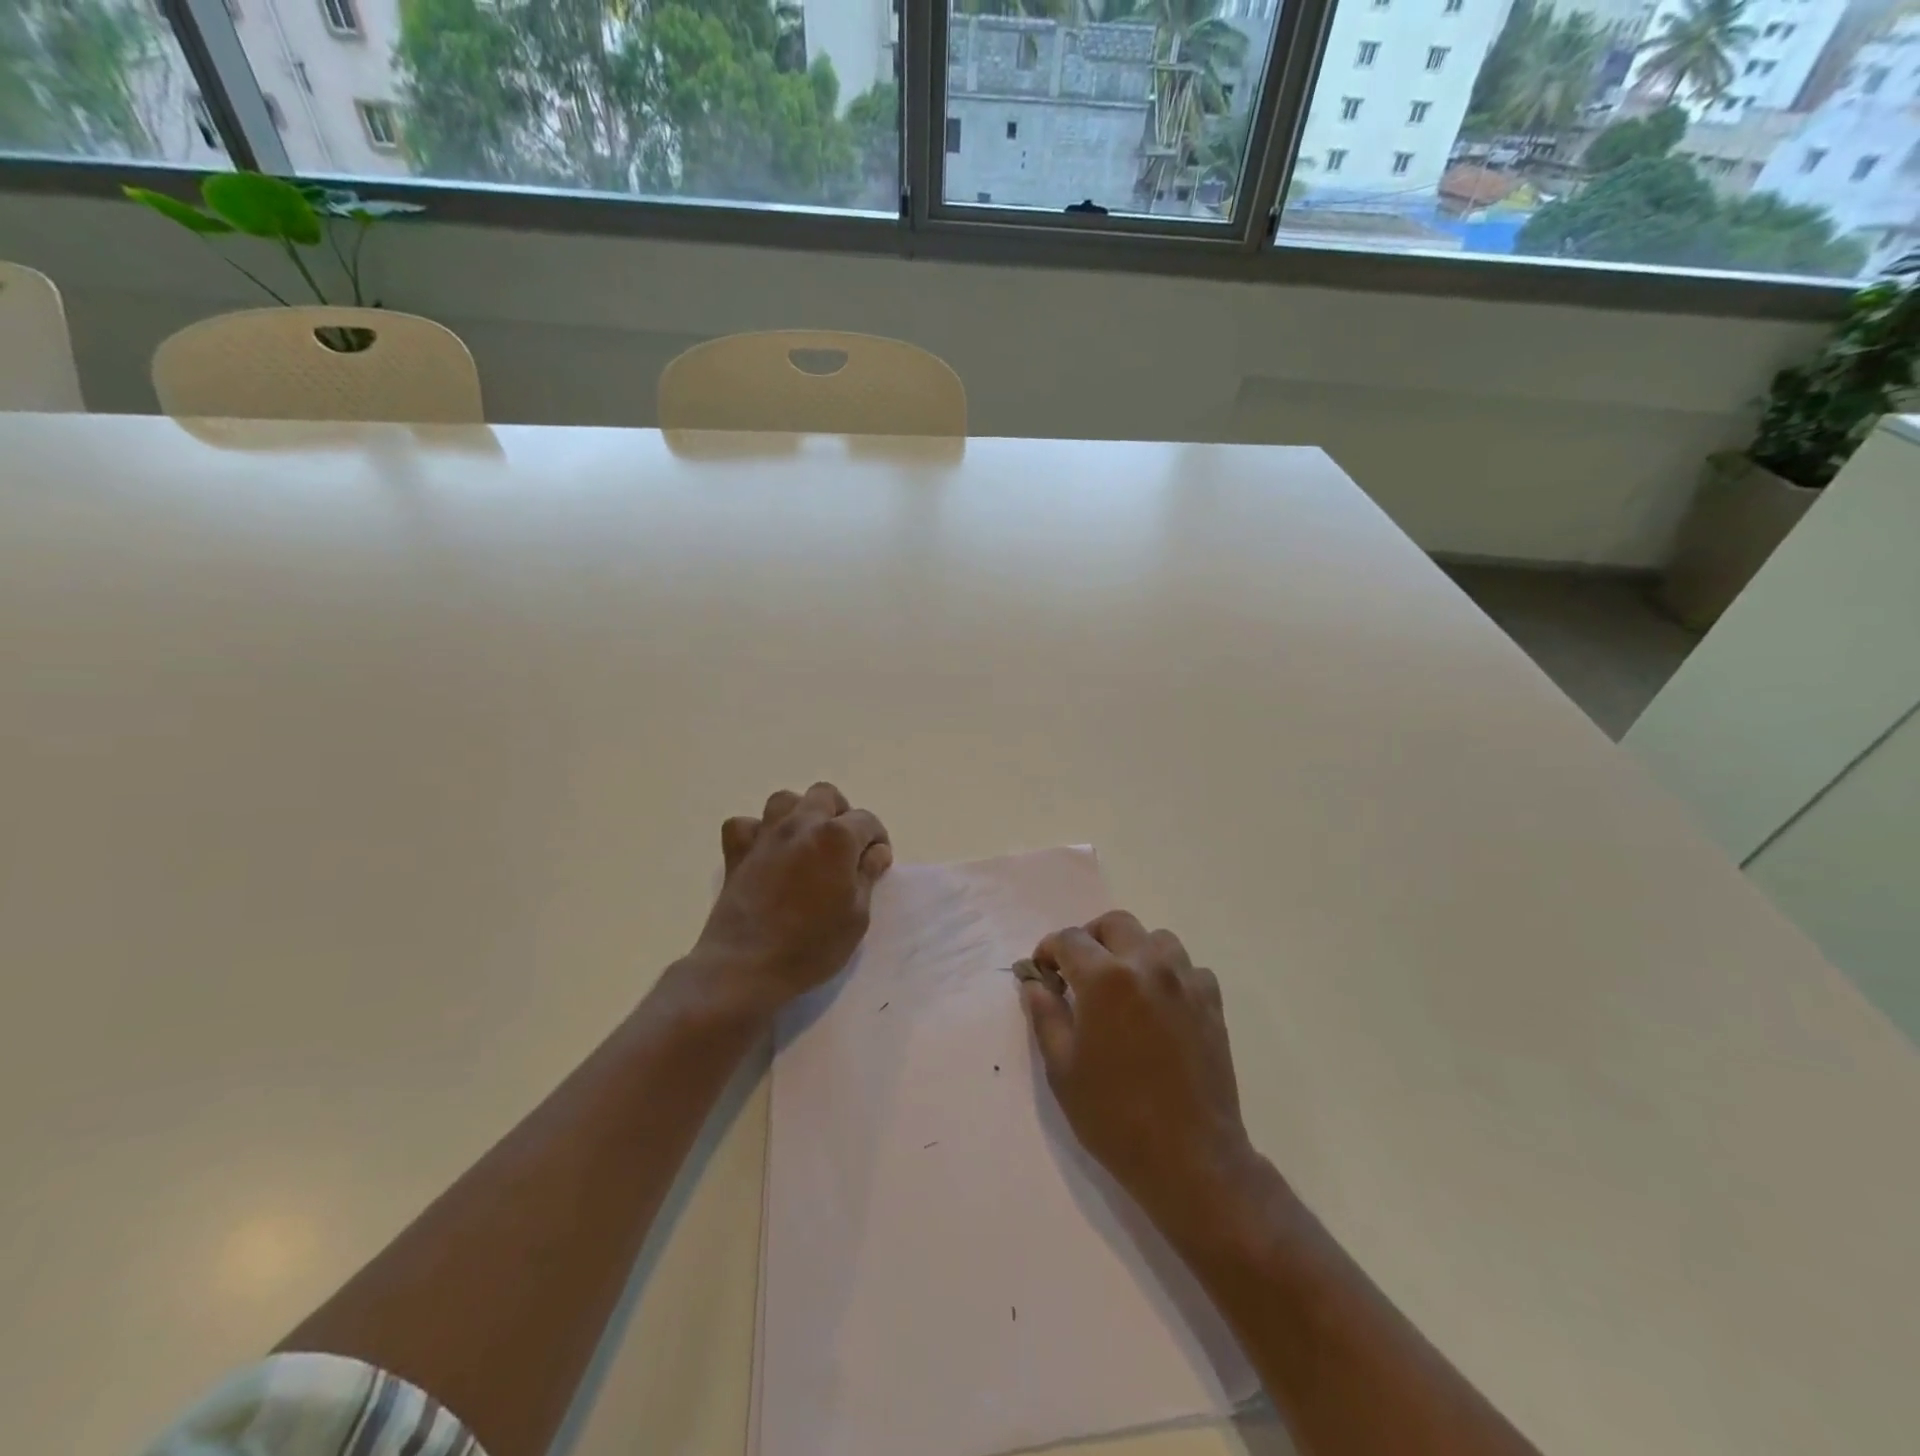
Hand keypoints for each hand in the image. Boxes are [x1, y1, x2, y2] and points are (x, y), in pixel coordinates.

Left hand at [689, 782, 892, 1016]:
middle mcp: (801, 825)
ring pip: (785, 800)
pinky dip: (757, 832)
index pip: (867, 820)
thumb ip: (867, 875)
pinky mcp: (736, 853)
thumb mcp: (857, 916)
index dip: (877, 839)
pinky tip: (766, 852)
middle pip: (825, 795)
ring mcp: (765, 835)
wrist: (746, 966)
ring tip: (807, 842)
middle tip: (845, 847)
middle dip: (841, 814)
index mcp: (837, 837)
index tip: (877, 863)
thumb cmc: (811, 945)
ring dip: (800, 814)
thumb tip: (875, 852)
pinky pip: (745, 825)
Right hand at [1020, 911, 1263, 1245]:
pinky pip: (1188, 968)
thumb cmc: (1115, 1116)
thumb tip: (1035, 982)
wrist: (1190, 1158)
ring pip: (1156, 939)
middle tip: (1079, 971)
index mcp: (1105, 978)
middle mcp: (1147, 965)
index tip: (1043, 972)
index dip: (1049, 950)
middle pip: (1115, 923)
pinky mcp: (1211, 1003)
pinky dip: (1169, 974)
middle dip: (1090, 939)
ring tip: (1122, 985)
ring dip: (1132, 951)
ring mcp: (1185, 981)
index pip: (1069, 939)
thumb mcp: (1062, 1068)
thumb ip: (1046, 1015)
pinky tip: (1159, 1006)